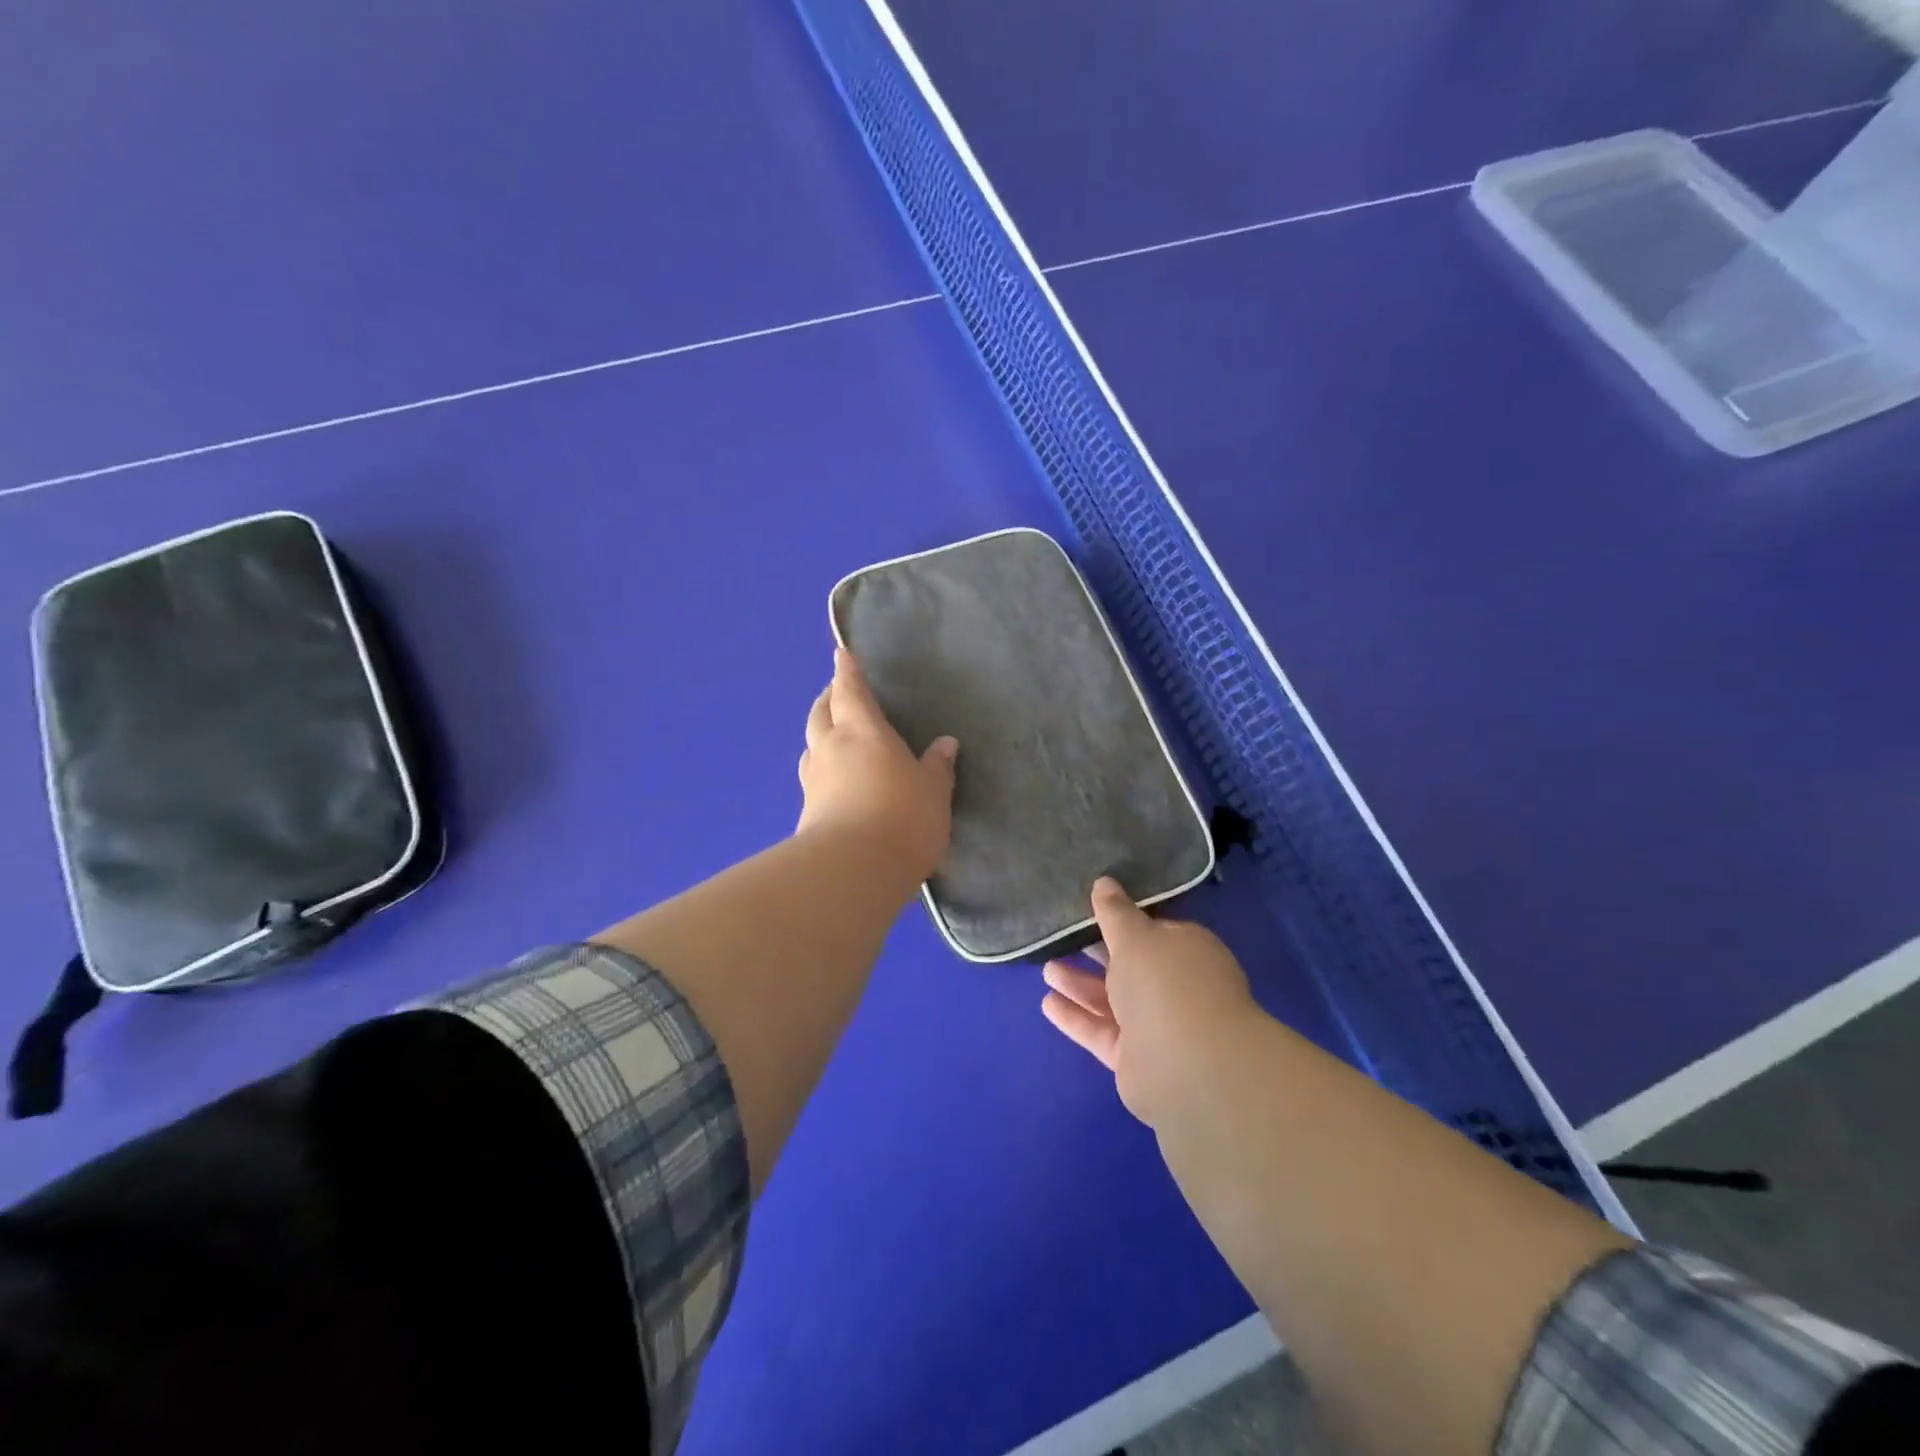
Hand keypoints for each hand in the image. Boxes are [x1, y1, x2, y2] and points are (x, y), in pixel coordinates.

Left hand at [796, 648, 958, 883]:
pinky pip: (813, 777)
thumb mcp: (933, 791)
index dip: (847, 671)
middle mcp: (831, 748)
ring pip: (811, 745)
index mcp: (862, 731)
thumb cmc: (902, 818)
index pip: (851, 691)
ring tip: (833, 734)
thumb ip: (937, 766)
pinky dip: (822, 767)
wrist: (853, 870)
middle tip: (838, 694)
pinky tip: (833, 780)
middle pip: (821, 713)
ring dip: (820, 733)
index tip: (841, 654)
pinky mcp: (806, 812)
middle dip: (829, 699)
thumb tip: (946, 744)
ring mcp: (815, 780)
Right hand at [1042, 878, 1258, 1127]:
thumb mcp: (1134, 935)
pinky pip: (1102, 1031)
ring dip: (1081, 985)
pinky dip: (1077, 1017)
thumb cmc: (1165, 982)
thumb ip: (1114, 912)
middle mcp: (1176, 987)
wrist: (1188, 1065)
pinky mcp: (1136, 1059)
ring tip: (1047, 969)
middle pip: (1130, 966)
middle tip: (1062, 939)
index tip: (1091, 911)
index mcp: (1186, 951)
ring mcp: (1158, 1025)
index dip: (1123, 921)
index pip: (1153, 931)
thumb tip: (1104, 882)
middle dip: (1097, 954)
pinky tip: (1048, 1003)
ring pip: (1113, 1000)